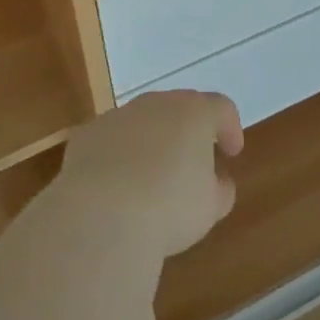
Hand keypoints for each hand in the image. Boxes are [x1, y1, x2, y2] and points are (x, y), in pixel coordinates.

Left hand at [56, 90, 243, 257]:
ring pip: (142, 122)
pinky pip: (111, 140)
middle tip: (192, 162)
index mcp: (194, 112)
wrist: (101, 215)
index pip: (221, 108)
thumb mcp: (209, 208)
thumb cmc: (169, 208)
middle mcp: (157, 103)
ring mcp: (119, 115)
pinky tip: (116, 187)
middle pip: (179, 108)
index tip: (231, 153)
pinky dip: (118, 156)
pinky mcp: (88, 134)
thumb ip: (220, 189)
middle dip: (188, 132)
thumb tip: (217, 182)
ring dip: (151, 142)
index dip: (230, 128)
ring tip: (151, 178)